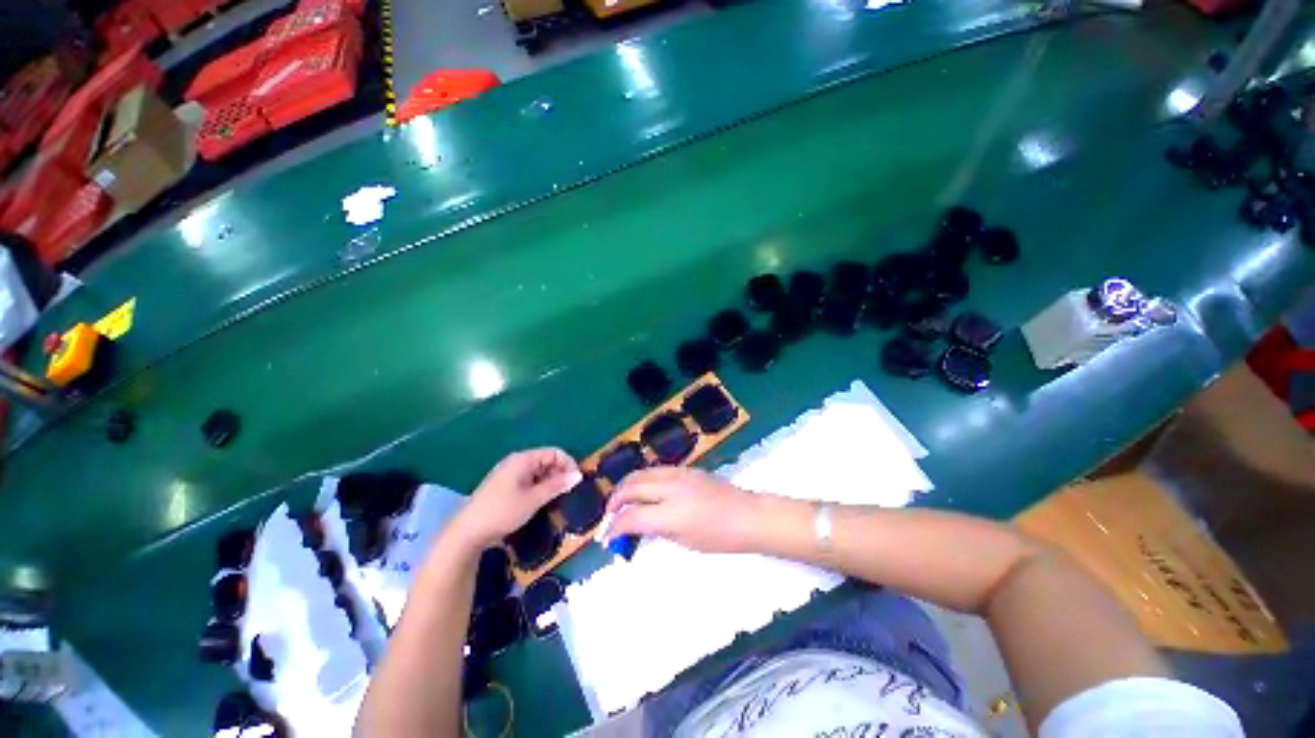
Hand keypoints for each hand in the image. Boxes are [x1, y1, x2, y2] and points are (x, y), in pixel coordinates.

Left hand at [450, 448, 580, 548]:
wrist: (467, 532)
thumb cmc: (502, 511)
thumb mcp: (533, 499)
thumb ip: (557, 485)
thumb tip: (578, 475)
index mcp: (523, 459)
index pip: (554, 452)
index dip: (568, 464)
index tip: (576, 481)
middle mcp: (516, 461)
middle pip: (546, 460)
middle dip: (560, 473)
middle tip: (568, 491)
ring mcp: (509, 473)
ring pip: (538, 471)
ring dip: (550, 481)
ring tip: (557, 497)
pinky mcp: (504, 485)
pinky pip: (528, 480)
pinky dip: (539, 487)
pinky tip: (541, 500)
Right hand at [605, 467, 760, 552]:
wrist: (747, 515)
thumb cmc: (719, 537)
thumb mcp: (684, 541)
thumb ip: (656, 530)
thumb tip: (634, 526)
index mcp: (670, 513)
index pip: (631, 516)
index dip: (613, 527)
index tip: (606, 537)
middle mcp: (670, 488)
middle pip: (631, 487)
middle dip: (614, 501)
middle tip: (609, 516)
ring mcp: (677, 474)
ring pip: (640, 473)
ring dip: (626, 486)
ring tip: (621, 501)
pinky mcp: (685, 468)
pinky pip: (655, 470)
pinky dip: (642, 479)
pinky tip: (643, 490)